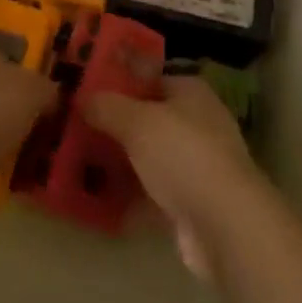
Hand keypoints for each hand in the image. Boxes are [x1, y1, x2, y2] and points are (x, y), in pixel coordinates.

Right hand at [85, 76, 261, 280]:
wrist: (225, 225)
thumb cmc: (183, 155)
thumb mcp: (137, 122)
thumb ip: (107, 107)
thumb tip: (82, 98)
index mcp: (190, 92)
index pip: (150, 77)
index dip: (119, 81)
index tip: (86, 89)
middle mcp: (197, 123)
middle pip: (149, 118)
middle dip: (116, 124)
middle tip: (76, 127)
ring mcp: (196, 165)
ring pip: (150, 156)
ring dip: (121, 161)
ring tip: (80, 162)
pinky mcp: (192, 203)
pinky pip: (153, 192)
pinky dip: (130, 195)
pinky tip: (99, 200)